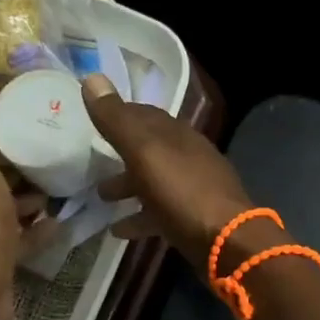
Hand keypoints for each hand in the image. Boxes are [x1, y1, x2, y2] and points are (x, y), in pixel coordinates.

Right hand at [81, 74, 262, 275]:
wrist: (228, 242)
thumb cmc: (183, 192)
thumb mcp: (144, 153)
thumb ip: (117, 120)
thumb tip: (92, 77)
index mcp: (177, 135)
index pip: (145, 115)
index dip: (119, 114)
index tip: (94, 118)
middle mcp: (188, 157)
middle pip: (149, 149)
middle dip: (121, 153)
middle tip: (92, 162)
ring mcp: (193, 189)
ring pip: (154, 181)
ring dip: (128, 187)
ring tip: (101, 198)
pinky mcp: (194, 219)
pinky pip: (160, 213)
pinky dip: (139, 218)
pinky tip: (119, 231)